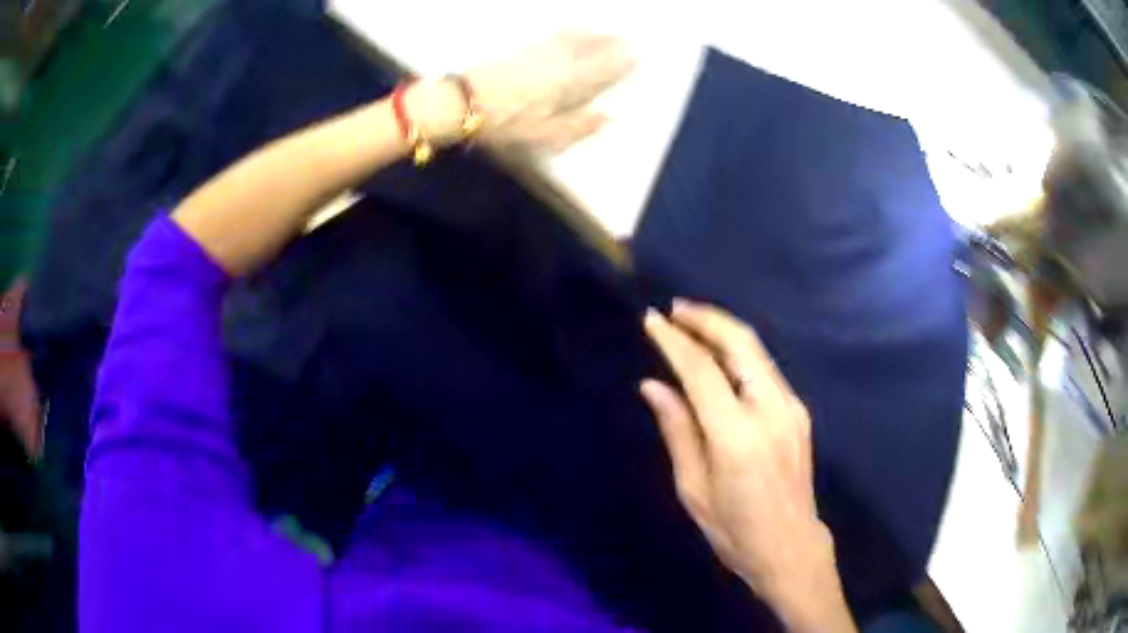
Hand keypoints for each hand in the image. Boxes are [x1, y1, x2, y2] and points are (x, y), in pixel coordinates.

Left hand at [465, 31, 634, 154]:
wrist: (461, 102)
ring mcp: (537, 51)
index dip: (620, 65)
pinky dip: (565, 30)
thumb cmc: (503, 124)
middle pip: (589, 50)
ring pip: (571, 38)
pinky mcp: (518, 47)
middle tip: (624, 40)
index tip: (635, 58)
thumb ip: (577, 126)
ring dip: (590, 34)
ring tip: (603, 30)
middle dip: (609, 44)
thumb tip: (607, 116)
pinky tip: (569, 27)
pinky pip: (549, 34)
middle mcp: (557, 63)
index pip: (601, 71)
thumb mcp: (542, 136)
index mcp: (566, 85)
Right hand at [641, 300, 854, 632]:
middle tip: (675, 309)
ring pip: (757, 351)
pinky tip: (719, 356)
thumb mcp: (694, 489)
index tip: (652, 320)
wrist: (790, 547)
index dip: (674, 342)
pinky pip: (765, 369)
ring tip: (692, 323)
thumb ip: (677, 430)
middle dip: (707, 319)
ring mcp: (791, 408)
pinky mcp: (799, 413)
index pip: (702, 371)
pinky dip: (739, 352)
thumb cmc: (734, 529)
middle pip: (741, 343)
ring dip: (724, 330)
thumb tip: (653, 385)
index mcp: (737, 436)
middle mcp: (770, 411)